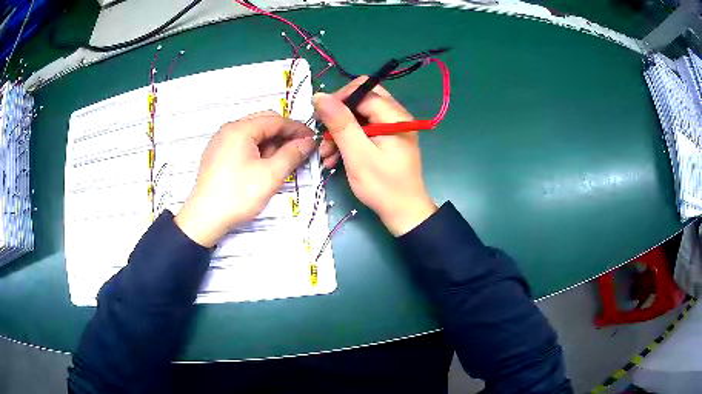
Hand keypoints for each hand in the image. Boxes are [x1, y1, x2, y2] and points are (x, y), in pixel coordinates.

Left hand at [175, 111, 314, 246]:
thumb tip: (309, 142)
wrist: (205, 218)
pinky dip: (257, 151)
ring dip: (271, 144)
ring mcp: (221, 142)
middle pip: (263, 124)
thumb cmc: (238, 195)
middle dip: (283, 135)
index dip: (297, 129)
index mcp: (240, 129)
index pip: (275, 120)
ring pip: (253, 134)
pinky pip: (242, 145)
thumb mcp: (270, 175)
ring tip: (281, 163)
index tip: (313, 140)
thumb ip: (292, 154)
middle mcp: (228, 130)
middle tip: (299, 151)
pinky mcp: (217, 155)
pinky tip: (263, 166)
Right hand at [314, 78, 435, 235]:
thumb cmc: (382, 186)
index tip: (320, 118)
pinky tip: (334, 158)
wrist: (404, 213)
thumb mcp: (357, 154)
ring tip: (326, 154)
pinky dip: (348, 141)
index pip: (362, 90)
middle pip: (360, 100)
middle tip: (324, 134)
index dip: (339, 99)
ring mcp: (391, 128)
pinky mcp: (386, 140)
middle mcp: (395, 116)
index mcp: (393, 115)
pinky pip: (363, 130)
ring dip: (340, 132)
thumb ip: (340, 123)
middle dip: (338, 116)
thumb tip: (320, 96)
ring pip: (359, 116)